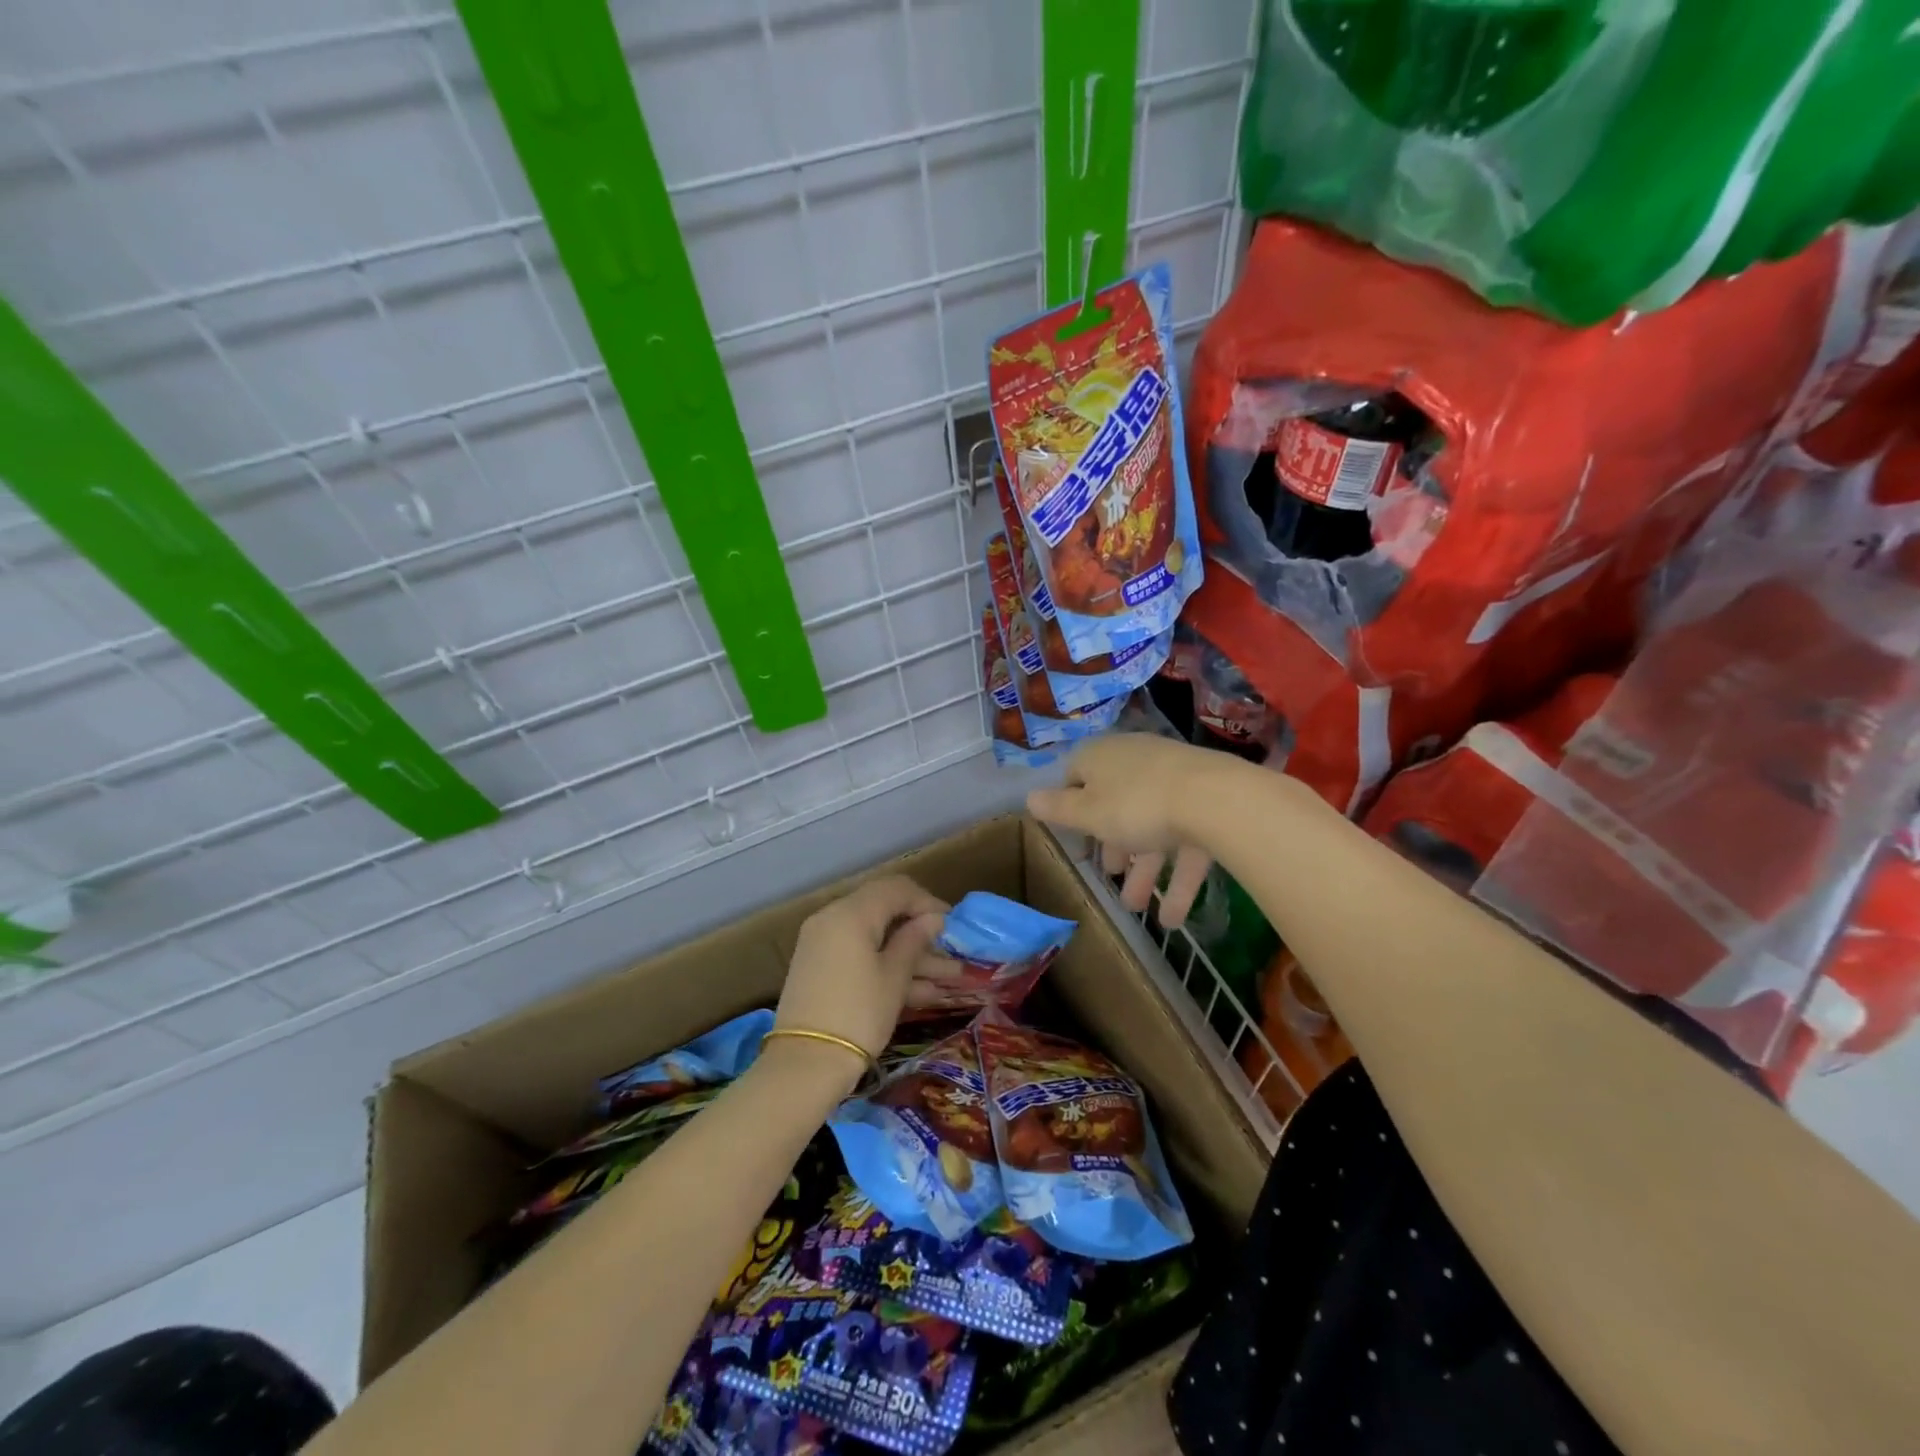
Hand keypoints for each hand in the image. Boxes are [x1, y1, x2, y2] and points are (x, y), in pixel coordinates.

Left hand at [777, 876, 949, 1074]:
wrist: (805, 1065)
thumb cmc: (858, 1014)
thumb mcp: (894, 977)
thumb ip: (914, 940)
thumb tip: (933, 919)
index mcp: (850, 913)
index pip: (896, 889)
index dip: (928, 902)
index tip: (953, 925)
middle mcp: (832, 919)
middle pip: (885, 912)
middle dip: (921, 932)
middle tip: (952, 952)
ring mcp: (823, 945)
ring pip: (875, 939)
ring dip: (911, 956)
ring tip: (951, 978)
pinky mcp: (821, 969)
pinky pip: (860, 957)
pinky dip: (888, 968)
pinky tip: (925, 992)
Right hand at [1027, 733, 1233, 928]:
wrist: (1215, 799)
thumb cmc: (1135, 804)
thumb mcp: (1087, 813)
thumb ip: (1057, 809)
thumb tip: (1029, 797)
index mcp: (1103, 758)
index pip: (1076, 776)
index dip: (1071, 808)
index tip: (1074, 838)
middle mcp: (1137, 763)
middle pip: (1117, 805)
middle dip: (1113, 846)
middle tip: (1109, 875)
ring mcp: (1175, 782)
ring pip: (1152, 828)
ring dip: (1144, 871)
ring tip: (1136, 909)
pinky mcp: (1207, 804)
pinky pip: (1185, 842)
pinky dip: (1178, 879)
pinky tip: (1172, 919)